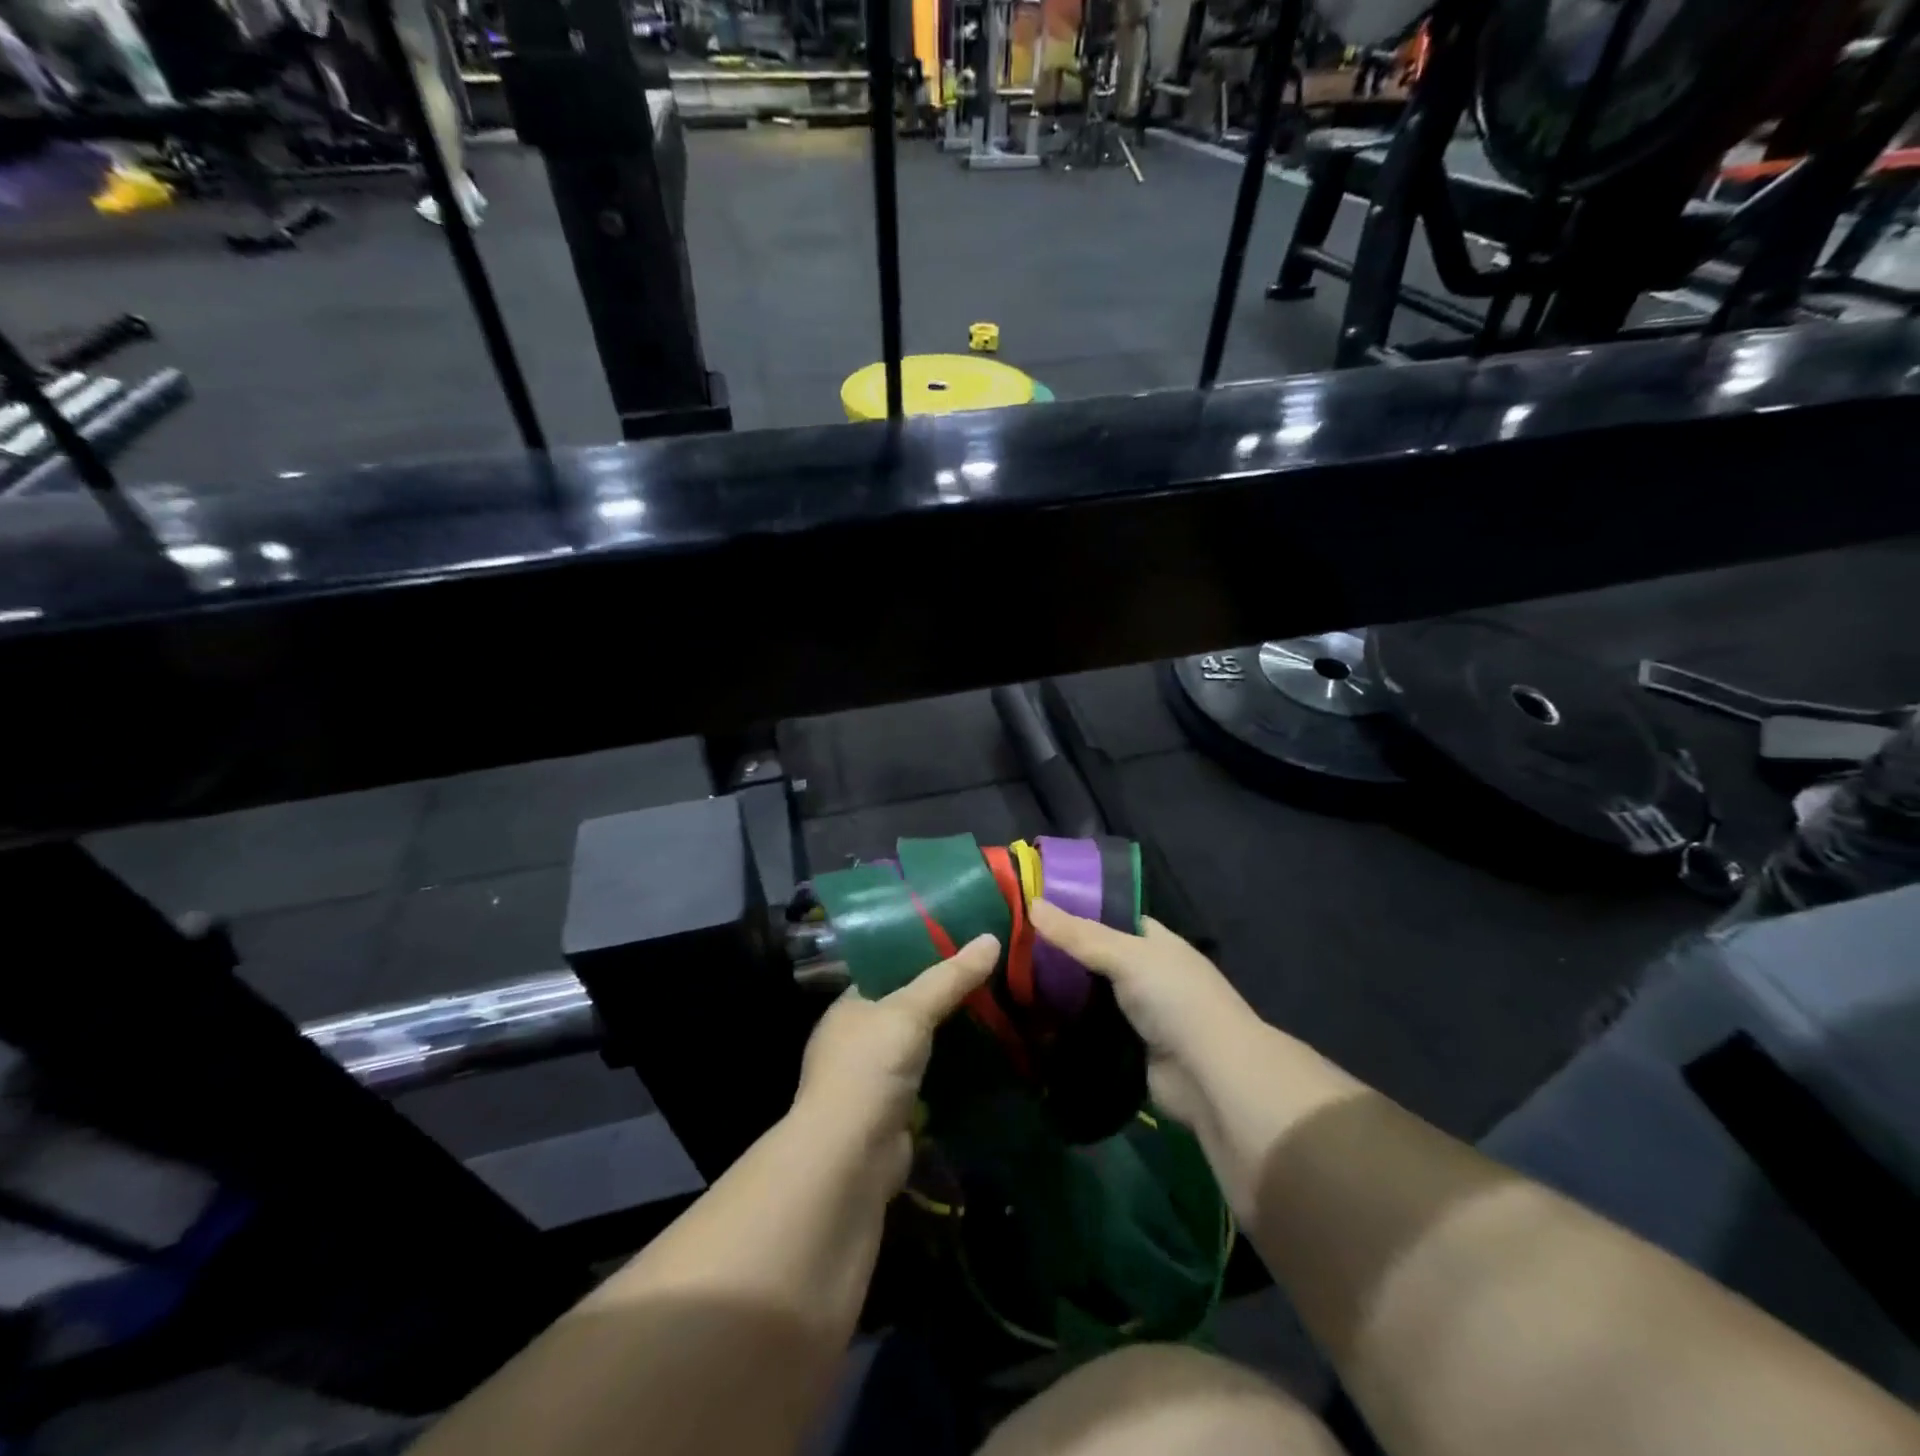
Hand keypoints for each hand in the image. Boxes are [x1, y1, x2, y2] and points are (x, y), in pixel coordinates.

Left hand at [794, 933, 998, 1188]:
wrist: (849, 1161)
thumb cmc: (869, 1069)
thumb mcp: (910, 1012)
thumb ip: (950, 978)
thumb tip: (992, 938)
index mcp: (850, 1007)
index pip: (888, 970)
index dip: (923, 955)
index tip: (964, 943)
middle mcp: (858, 1039)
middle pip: (909, 1008)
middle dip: (946, 998)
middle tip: (992, 977)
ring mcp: (875, 1079)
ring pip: (923, 1046)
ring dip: (953, 1036)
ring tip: (999, 1011)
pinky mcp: (895, 1112)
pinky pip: (931, 1081)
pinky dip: (954, 1072)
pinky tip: (988, 1059)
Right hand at [1027, 899, 1257, 1132]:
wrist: (1210, 1076)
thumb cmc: (1175, 999)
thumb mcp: (1126, 955)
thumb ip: (1078, 934)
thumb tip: (1031, 903)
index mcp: (1154, 942)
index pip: (1110, 918)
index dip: (1075, 911)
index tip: (1032, 908)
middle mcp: (1147, 974)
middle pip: (1095, 959)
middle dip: (1060, 956)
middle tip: (1011, 946)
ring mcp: (1137, 1015)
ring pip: (1089, 997)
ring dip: (1059, 995)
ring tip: (1010, 980)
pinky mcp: (1126, 1050)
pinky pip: (1089, 1032)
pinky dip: (1065, 1029)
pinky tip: (1029, 1020)